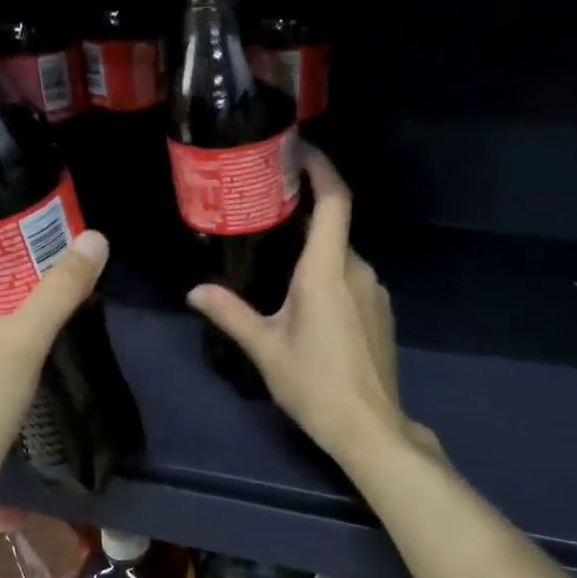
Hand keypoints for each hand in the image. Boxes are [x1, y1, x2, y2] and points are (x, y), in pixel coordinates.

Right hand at [187, 148, 436, 469]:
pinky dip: (330, 274)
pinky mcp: (381, 313)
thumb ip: (230, 313)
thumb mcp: (265, 348)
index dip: (322, 168)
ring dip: (315, 250)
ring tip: (279, 258)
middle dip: (304, 215)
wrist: (368, 427)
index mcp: (328, 270)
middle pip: (334, 228)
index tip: (299, 150)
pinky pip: (352, 279)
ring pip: (342, 256)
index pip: (334, 201)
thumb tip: (195, 291)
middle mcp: (358, 270)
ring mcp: (375, 292)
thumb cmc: (314, 383)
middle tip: (266, 212)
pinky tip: (307, 300)